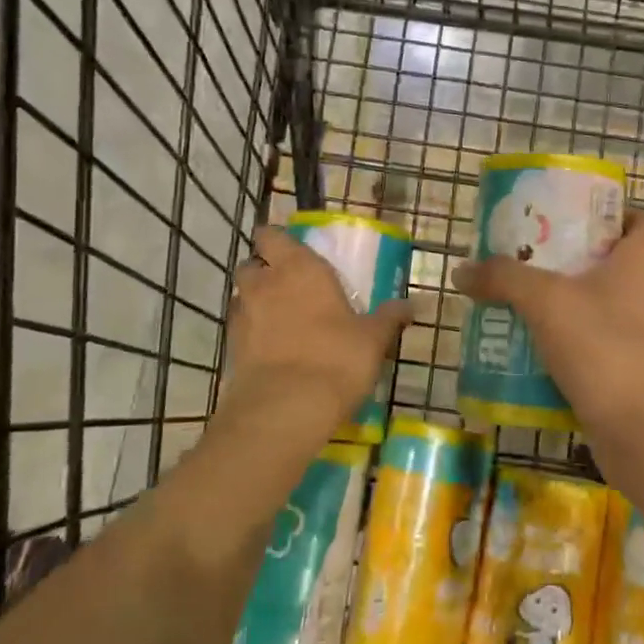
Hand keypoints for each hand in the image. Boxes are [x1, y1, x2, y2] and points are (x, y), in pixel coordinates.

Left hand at [222, 225, 410, 438]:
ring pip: (242, 296)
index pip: (272, 235)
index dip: (277, 240)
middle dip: (264, 270)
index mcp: (299, 268)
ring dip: (255, 301)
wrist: (286, 408)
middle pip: (251, 264)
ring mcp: (243, 316)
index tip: (290, 250)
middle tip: (288, 285)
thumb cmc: (336, 358)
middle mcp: (265, 284)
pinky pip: (240, 329)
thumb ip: (389, 318)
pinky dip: (251, 332)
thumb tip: (412, 305)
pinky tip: (272, 348)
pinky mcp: (231, 348)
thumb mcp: (373, 338)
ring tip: (280, 318)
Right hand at [452, 211, 643, 449]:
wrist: (643, 432)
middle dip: (567, 259)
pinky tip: (522, 349)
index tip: (576, 215)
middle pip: (609, 264)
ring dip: (558, 304)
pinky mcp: (622, 374)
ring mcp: (636, 338)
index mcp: (638, 264)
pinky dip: (558, 346)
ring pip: (593, 308)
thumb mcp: (546, 301)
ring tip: (513, 300)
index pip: (642, 223)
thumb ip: (503, 278)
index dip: (616, 213)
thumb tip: (462, 269)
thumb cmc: (604, 347)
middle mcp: (642, 296)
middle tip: (524, 256)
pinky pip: (586, 348)